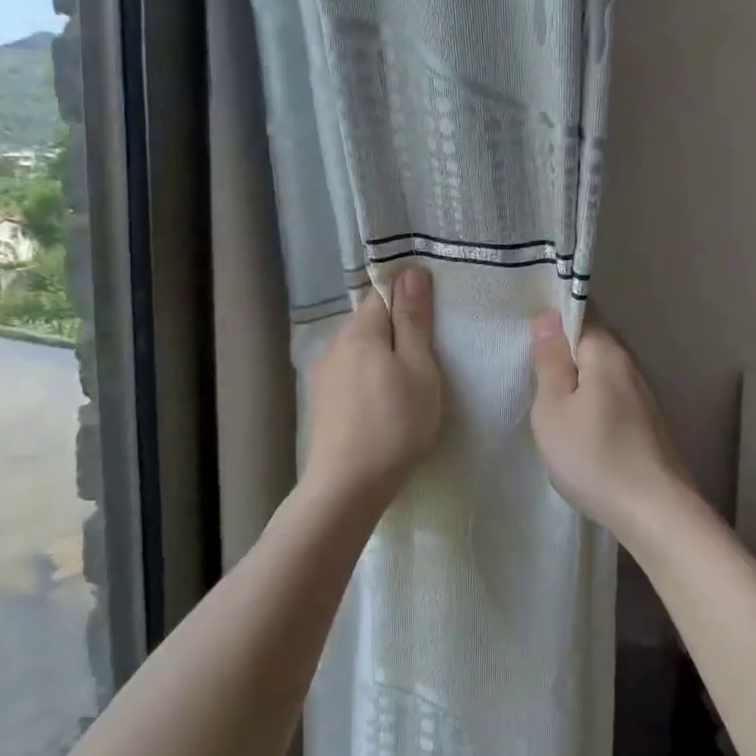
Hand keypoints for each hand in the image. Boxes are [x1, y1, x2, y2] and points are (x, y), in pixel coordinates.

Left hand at [302, 265, 443, 508]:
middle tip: (429, 355)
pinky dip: (369, 376)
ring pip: (361, 348)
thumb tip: (411, 271)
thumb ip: (414, 319)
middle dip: (398, 328)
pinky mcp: (322, 400)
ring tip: (407, 381)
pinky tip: (382, 401)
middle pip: (371, 320)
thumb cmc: (395, 424)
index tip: (434, 319)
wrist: (348, 485)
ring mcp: (324, 373)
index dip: (409, 297)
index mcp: (360, 330)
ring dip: (383, 355)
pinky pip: (351, 372)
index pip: (383, 292)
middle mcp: (335, 343)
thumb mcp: (418, 368)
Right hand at [529, 312, 695, 545]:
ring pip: (604, 371)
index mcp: (607, 353)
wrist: (655, 513)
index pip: (583, 311)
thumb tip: (547, 317)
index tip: (529, 328)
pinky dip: (593, 399)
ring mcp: (644, 396)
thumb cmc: (594, 456)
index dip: (556, 312)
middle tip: (532, 365)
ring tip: (550, 396)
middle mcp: (631, 366)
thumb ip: (549, 361)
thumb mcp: (554, 408)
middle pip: (594, 341)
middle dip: (565, 347)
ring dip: (579, 376)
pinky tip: (580, 424)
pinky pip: (613, 395)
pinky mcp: (648, 424)